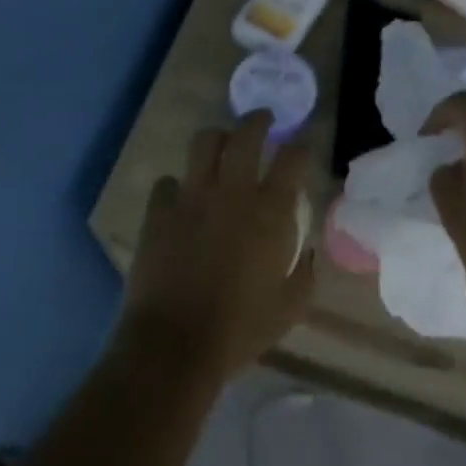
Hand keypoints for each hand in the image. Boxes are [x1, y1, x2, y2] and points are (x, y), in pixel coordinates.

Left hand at [118, 112, 314, 383]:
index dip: (301, 147)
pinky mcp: (159, 211)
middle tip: (263, 120)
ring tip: (221, 146)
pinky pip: (167, 182)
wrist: (175, 344)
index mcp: (270, 212)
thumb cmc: (240, 329)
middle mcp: (232, 192)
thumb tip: (306, 252)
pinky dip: (177, 186)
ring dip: (217, 139)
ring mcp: (192, 197)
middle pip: (246, 134)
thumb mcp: (290, 307)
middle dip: (258, 120)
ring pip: (204, 143)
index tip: (302, 149)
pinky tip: (181, 199)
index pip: (293, 158)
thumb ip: (304, 272)